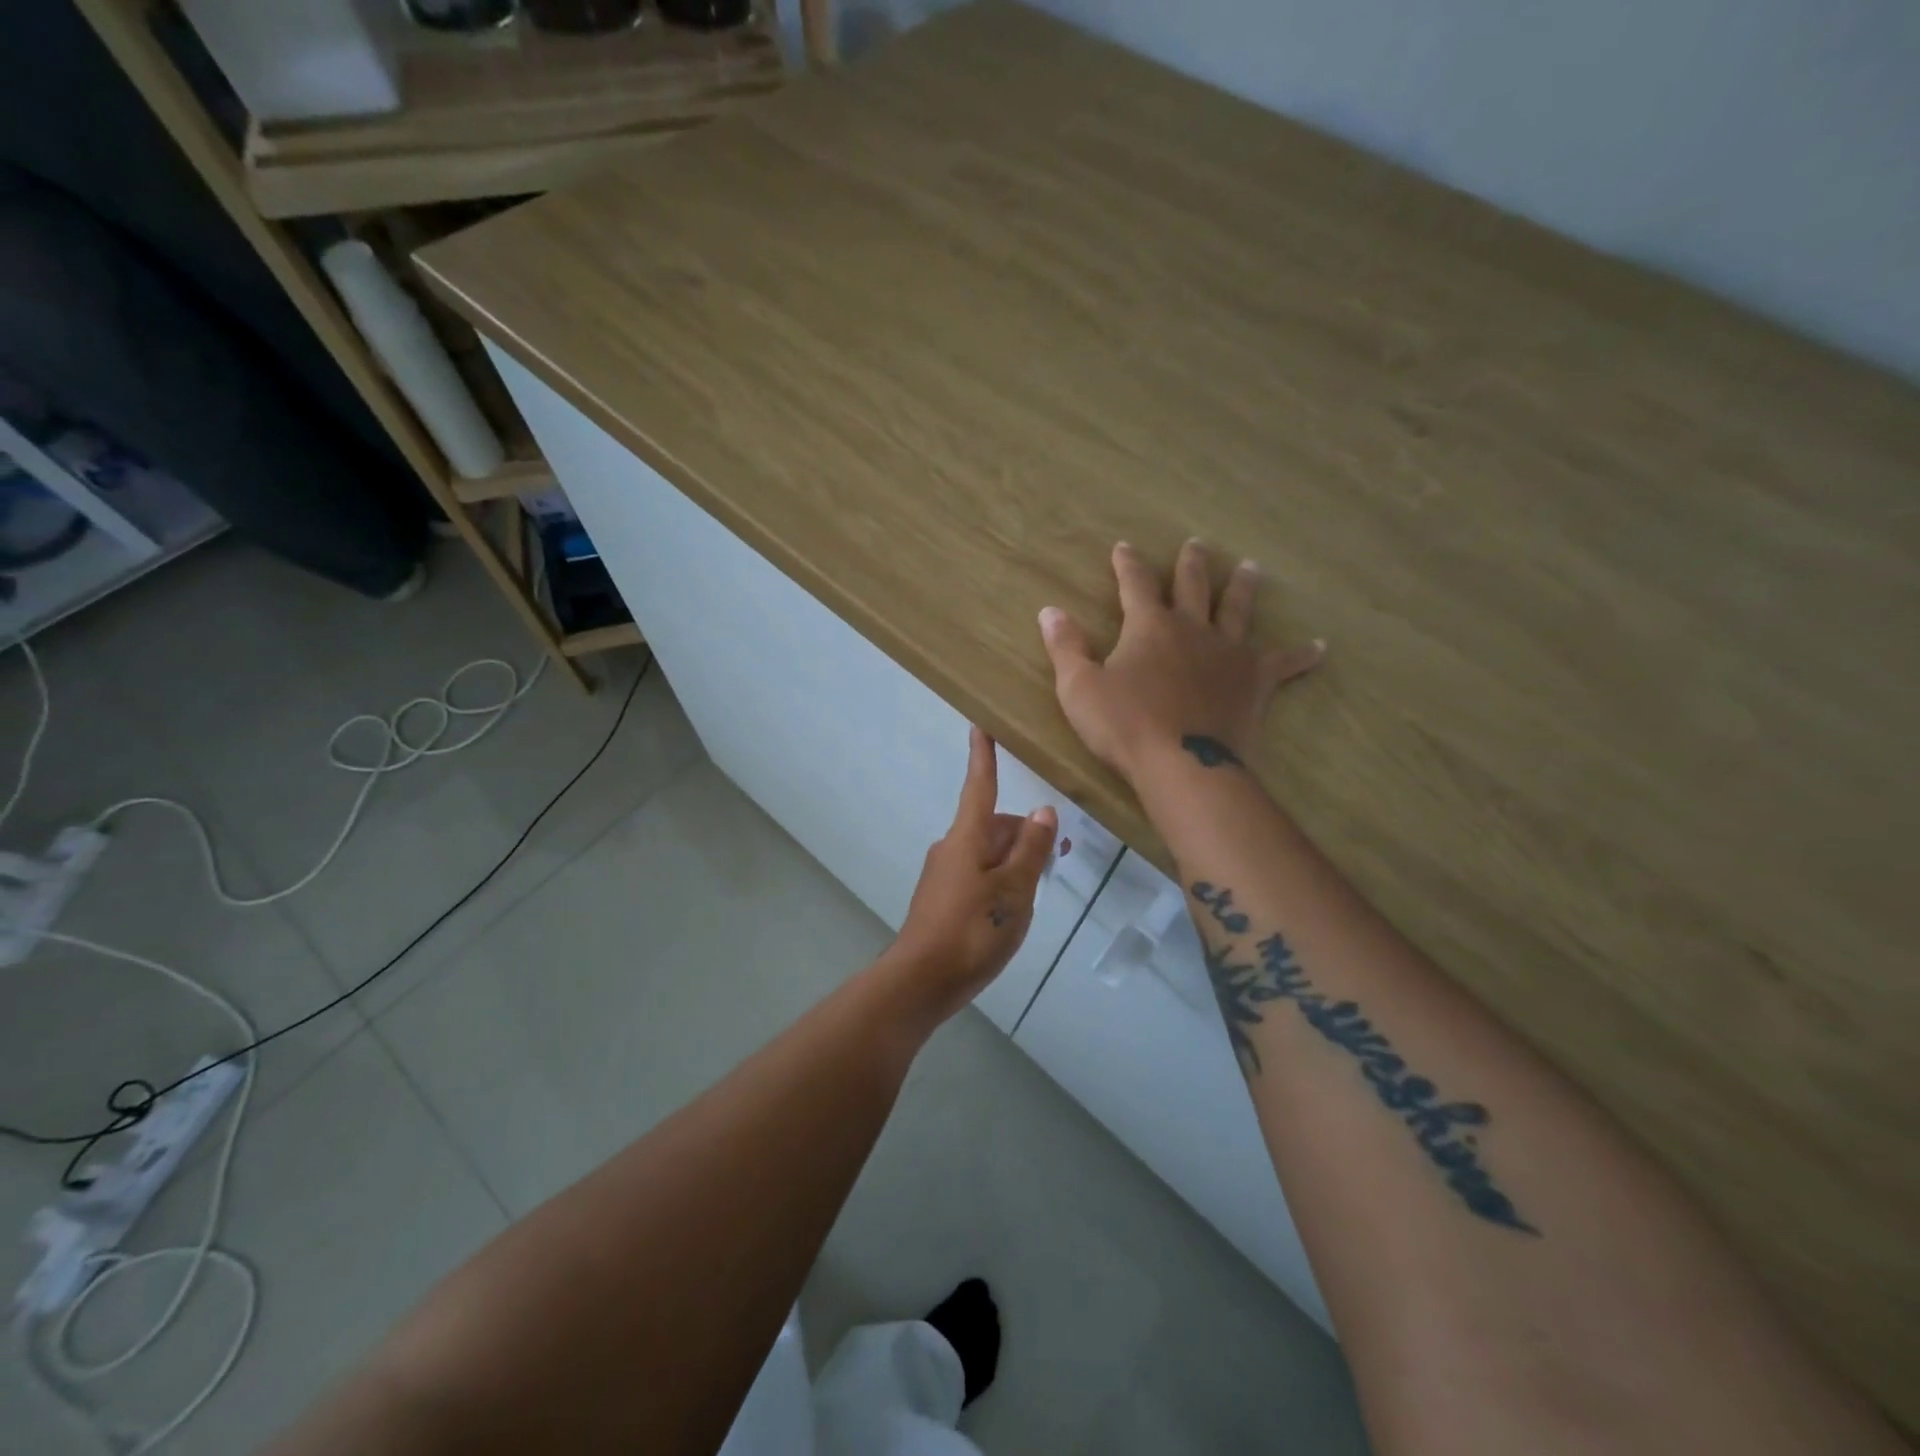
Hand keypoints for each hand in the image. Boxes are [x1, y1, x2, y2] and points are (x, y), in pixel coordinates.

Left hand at [885, 726, 1058, 1021]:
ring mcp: (945, 874)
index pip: (980, 786)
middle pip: (994, 826)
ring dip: (1016, 861)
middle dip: (1025, 834)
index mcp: (967, 837)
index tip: (980, 726)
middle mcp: (952, 847)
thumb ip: (1031, 849)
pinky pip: (979, 875)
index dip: (984, 757)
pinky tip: (1014, 910)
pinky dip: (1001, 880)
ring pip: (989, 853)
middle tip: (1059, 857)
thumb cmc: (972, 930)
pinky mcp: (943, 898)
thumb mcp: (1014, 890)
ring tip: (1040, 891)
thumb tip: (1043, 810)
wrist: (922, 981)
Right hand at [1038, 540, 1323, 784]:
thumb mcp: (1079, 687)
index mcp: (1149, 626)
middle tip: (1197, 544)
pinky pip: (1283, 663)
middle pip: (1194, 585)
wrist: (1182, 765)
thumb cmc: (1124, 726)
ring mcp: (1228, 653)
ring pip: (1239, 610)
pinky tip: (1320, 647)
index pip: (1136, 583)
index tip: (1123, 547)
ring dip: (1243, 587)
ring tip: (1252, 567)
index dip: (1128, 564)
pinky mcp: (1255, 682)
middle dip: (1192, 564)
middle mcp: (1192, 628)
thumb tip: (1049, 611)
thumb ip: (1066, 646)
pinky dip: (1301, 655)